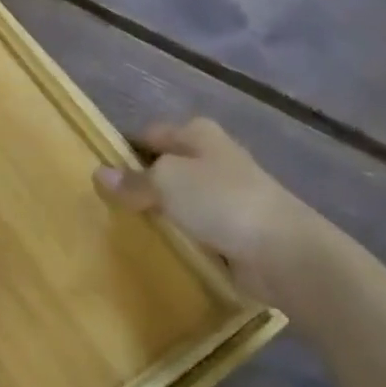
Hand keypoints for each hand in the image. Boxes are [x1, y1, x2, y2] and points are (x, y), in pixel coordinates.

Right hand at [95, 118, 325, 299]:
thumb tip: (99, 174)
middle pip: (167, 165)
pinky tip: (166, 248)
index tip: (101, 174)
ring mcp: (230, 193)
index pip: (149, 134)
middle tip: (110, 204)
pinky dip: (186, 235)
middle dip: (144, 182)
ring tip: (132, 228)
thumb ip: (133, 180)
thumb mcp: (166, 182)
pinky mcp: (240, 228)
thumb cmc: (221, 201)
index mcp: (197, 133)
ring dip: (165, 211)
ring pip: (184, 197)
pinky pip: (201, 226)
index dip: (124, 150)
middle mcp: (214, 156)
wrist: (286, 253)